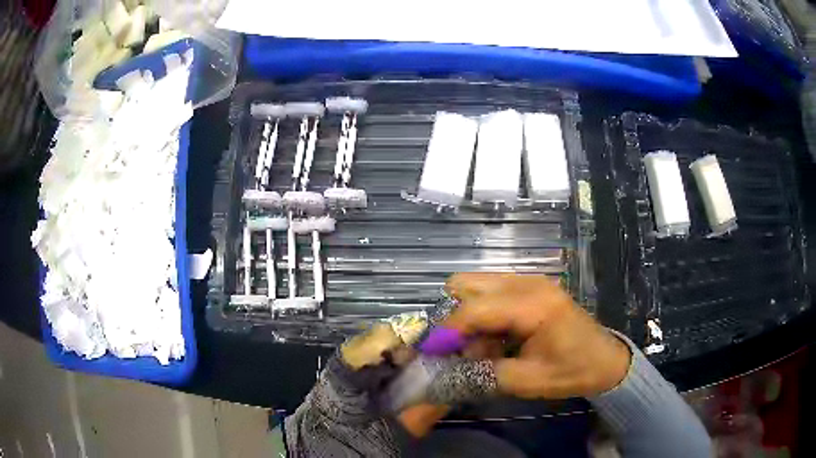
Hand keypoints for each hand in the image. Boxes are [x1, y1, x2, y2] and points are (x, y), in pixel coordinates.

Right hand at [443, 273, 630, 398]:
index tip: (429, 355)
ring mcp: (529, 281)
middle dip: (453, 318)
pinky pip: (489, 292)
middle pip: (466, 284)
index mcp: (534, 305)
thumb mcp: (529, 381)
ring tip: (478, 348)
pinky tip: (493, 340)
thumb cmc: (573, 372)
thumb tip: (442, 373)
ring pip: (475, 286)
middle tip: (457, 350)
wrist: (606, 361)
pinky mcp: (529, 287)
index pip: (473, 309)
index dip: (446, 332)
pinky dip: (481, 315)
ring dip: (466, 316)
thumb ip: (483, 375)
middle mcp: (528, 283)